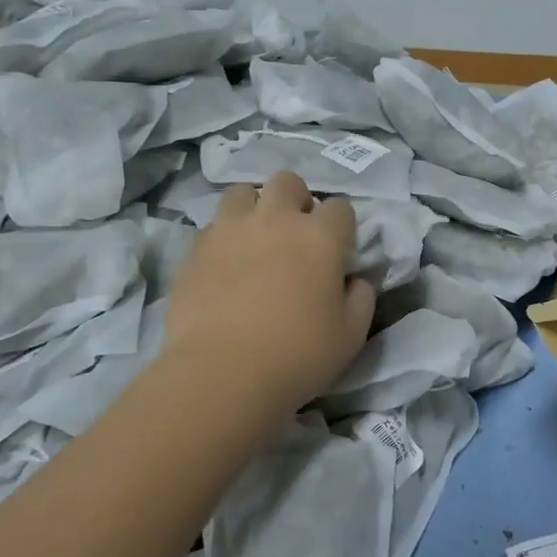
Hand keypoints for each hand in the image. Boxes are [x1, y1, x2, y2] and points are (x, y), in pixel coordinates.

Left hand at [159, 171, 374, 415]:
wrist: (223, 374)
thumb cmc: (299, 354)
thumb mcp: (352, 334)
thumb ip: (361, 297)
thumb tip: (355, 280)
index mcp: (321, 236)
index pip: (340, 207)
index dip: (341, 227)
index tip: (337, 251)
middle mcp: (276, 219)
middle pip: (288, 182)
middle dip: (295, 200)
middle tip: (295, 235)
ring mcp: (230, 230)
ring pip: (243, 193)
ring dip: (254, 209)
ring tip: (255, 239)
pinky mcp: (195, 250)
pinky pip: (213, 226)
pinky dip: (223, 237)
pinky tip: (225, 265)